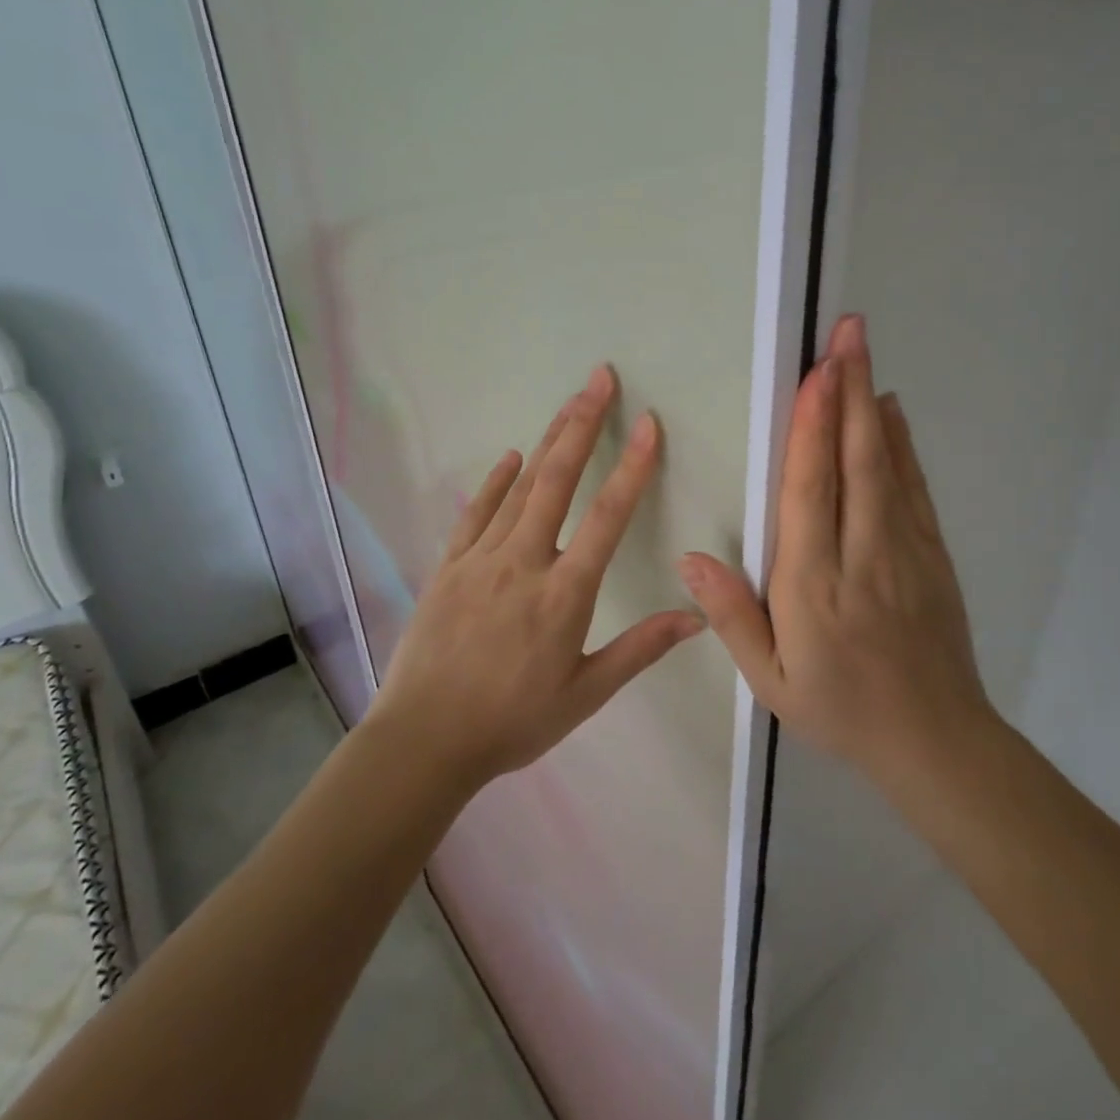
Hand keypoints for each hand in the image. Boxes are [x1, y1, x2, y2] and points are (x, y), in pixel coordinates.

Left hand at [369, 366, 705, 789]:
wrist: (424, 740)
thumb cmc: (512, 722)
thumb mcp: (585, 694)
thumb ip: (640, 649)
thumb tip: (695, 616)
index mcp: (564, 593)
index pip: (608, 517)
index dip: (632, 467)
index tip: (649, 425)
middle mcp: (524, 562)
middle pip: (558, 480)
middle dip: (582, 424)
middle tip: (599, 379)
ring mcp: (481, 559)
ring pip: (520, 487)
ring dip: (548, 441)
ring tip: (569, 402)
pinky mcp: (449, 567)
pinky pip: (475, 512)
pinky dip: (495, 481)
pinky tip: (510, 457)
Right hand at [680, 315, 996, 788]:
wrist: (934, 741)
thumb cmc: (841, 708)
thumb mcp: (772, 680)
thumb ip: (732, 617)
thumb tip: (690, 560)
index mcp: (814, 585)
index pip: (810, 492)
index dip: (811, 429)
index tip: (814, 375)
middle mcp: (861, 555)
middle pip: (854, 461)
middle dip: (847, 391)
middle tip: (846, 332)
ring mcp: (904, 550)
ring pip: (887, 465)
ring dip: (872, 404)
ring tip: (862, 351)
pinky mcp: (932, 555)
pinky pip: (913, 488)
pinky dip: (901, 444)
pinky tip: (890, 411)